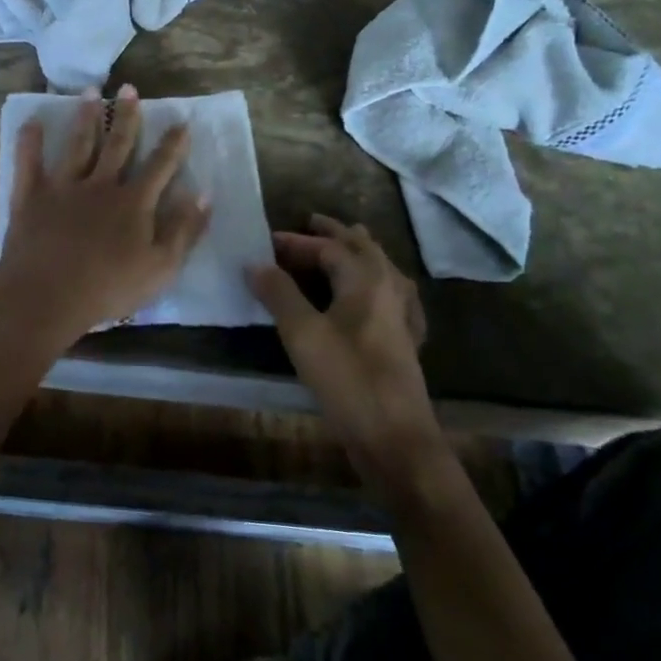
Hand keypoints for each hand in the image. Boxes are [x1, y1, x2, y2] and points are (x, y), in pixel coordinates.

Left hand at [0, 84, 210, 338]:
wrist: (48, 295)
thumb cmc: (109, 288)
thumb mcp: (161, 267)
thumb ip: (184, 229)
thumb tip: (204, 194)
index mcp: (133, 202)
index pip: (160, 166)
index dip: (173, 144)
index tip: (182, 122)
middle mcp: (100, 185)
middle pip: (118, 145)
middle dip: (127, 116)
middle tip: (130, 88)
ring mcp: (63, 187)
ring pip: (78, 145)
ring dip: (86, 117)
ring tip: (92, 92)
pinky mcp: (31, 196)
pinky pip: (29, 163)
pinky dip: (30, 142)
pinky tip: (32, 122)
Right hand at [248, 214, 437, 472]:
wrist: (395, 438)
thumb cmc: (346, 378)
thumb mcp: (302, 333)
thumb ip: (278, 293)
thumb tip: (255, 263)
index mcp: (366, 278)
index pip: (328, 246)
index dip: (296, 242)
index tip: (266, 243)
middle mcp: (389, 286)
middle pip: (361, 248)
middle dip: (334, 234)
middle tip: (310, 223)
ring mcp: (403, 314)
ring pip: (380, 268)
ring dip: (357, 253)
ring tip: (340, 248)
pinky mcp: (405, 339)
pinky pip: (391, 294)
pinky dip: (374, 282)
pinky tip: (373, 296)